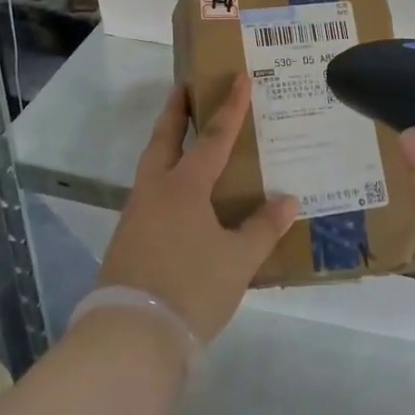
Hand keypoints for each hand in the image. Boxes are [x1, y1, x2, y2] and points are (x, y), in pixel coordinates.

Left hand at [97, 76, 298, 345]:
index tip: (239, 77)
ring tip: (184, 137)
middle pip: (165, 139)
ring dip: (167, 143)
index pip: (213, 137)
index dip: (230, 107)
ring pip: (152, 165)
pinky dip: (164, 177)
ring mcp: (136, 214)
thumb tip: (287, 201)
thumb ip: (262, 228)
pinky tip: (178, 196)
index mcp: (184, 187)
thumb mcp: (237, 261)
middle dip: (176, 111)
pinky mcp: (127, 239)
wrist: (131, 336)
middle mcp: (156, 190)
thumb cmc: (191, 288)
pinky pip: (149, 193)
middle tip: (185, 87)